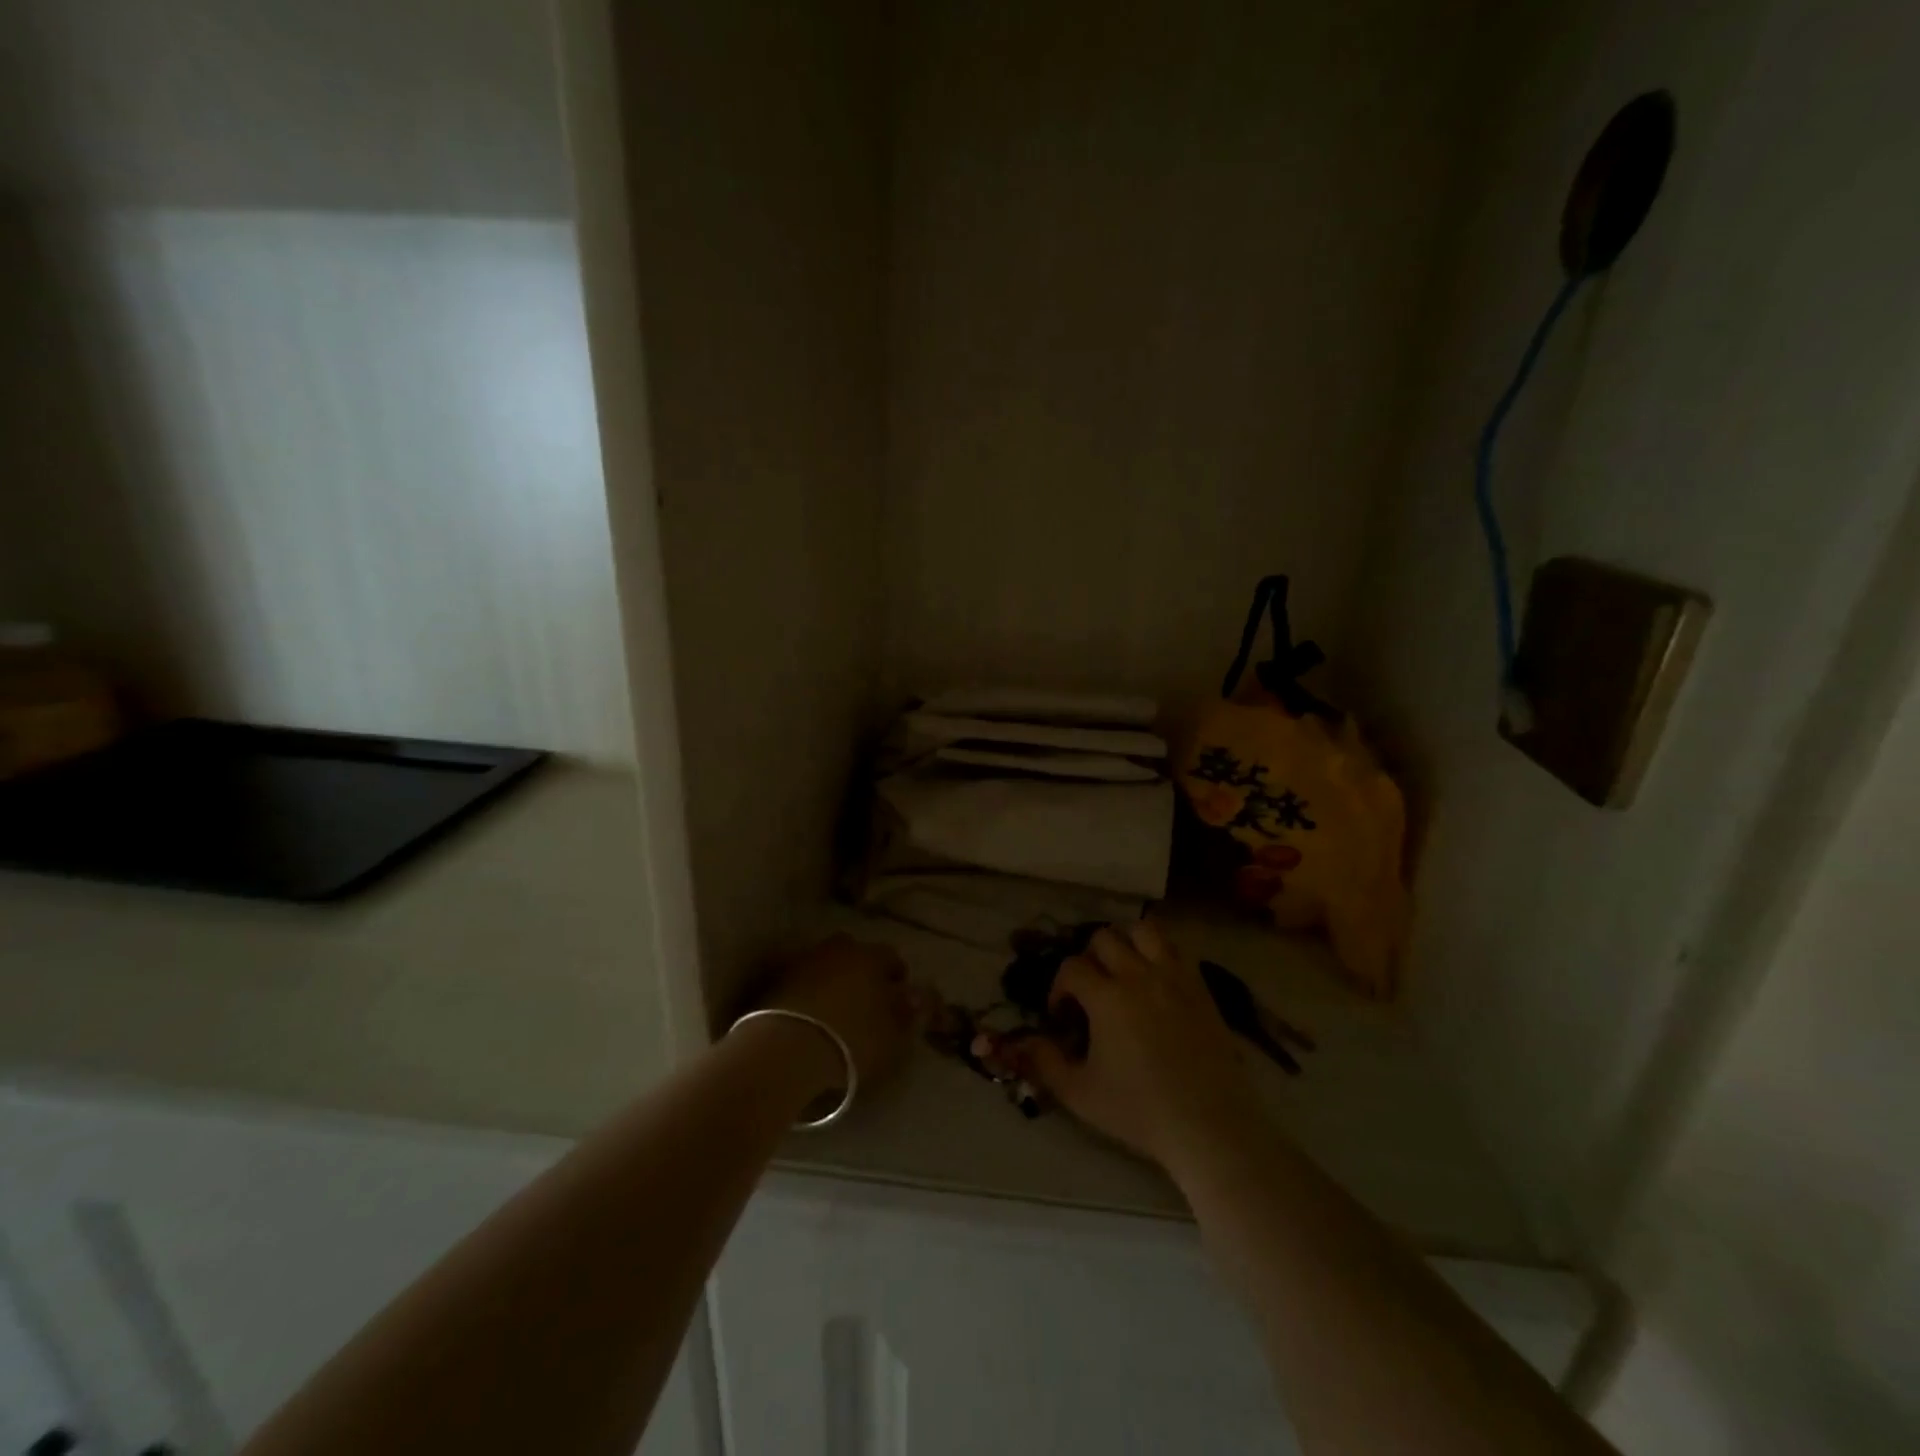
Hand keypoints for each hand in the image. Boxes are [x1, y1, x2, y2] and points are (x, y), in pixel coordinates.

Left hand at [756, 935, 919, 1094]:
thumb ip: (910, 1015)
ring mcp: (802, 963)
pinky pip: (800, 982)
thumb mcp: (894, 1037)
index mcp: (870, 957)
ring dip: (831, 980)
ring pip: (824, 965)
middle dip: (861, 970)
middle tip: (866, 999)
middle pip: (854, 952)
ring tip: (834, 1009)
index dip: (898, 976)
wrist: (785, 1051)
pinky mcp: (774, 982)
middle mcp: (837, 950)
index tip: (900, 996)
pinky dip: (806, 993)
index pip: (891, 957)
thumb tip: (918, 997)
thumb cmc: (851, 1041)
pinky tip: (809, 1016)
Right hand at [1010, 921, 1260, 1170]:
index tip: (1063, 1014)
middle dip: (1090, 959)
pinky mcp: (1201, 987)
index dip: (1059, 987)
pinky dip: (1161, 954)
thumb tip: (1023, 1040)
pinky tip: (1156, 982)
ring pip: (1144, 930)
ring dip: (1128, 943)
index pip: (1071, 967)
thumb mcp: (1080, 1094)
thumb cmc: (1140, 1111)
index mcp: (1107, 998)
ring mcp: (1174, 977)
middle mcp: (1138, 975)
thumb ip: (1045, 1062)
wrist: (1209, 1126)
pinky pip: (1177, 949)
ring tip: (1125, 972)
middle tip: (1091, 990)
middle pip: (1104, 937)